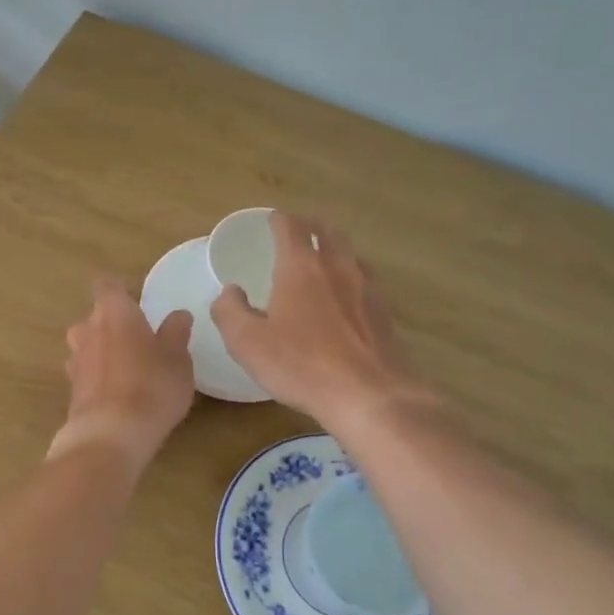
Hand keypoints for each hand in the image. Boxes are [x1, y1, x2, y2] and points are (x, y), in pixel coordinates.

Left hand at [50, 278, 195, 469]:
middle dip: (112, 325)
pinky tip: (118, 395)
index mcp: (113, 312)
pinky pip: (86, 374)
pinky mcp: (71, 391)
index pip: (108, 286)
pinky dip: (98, 379)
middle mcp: (87, 329)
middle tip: (138, 340)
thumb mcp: (177, 358)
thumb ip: (176, 332)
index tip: (138, 303)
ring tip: (129, 369)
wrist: (111, 435)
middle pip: (94, 317)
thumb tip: (178, 315)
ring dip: (103, 352)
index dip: (121, 292)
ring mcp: (75, 361)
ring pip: (87, 346)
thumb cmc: (151, 386)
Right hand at [210, 211, 426, 428]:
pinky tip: (347, 293)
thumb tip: (230, 291)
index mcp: (301, 267)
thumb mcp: (247, 342)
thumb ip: (230, 311)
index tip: (271, 220)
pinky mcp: (384, 312)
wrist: (368, 395)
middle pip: (328, 231)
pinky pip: (366, 279)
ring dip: (335, 247)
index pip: (291, 227)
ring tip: (323, 256)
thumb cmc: (300, 365)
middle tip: (298, 230)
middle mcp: (337, 266)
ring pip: (351, 253)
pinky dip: (352, 274)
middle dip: (311, 225)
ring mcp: (366, 287)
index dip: (279, 220)